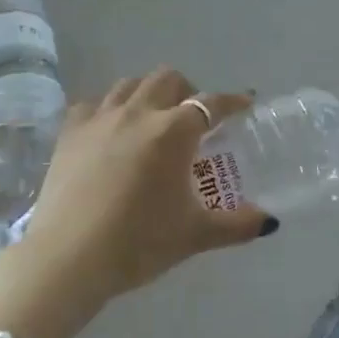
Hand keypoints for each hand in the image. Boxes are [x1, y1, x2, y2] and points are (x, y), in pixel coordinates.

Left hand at [13, 68, 275, 304]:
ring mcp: (99, 119)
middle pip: (167, 79)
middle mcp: (137, 113)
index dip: (232, 101)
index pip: (210, 104)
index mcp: (173, 132)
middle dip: (187, 91)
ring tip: (152, 120)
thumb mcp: (195, 236)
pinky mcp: (69, 133)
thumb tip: (270, 222)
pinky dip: (109, 109)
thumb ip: (237, 225)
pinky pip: (93, 104)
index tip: (244, 104)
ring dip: (148, 94)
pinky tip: (110, 130)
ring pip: (129, 84)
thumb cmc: (139, 243)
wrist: (69, 258)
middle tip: (193, 119)